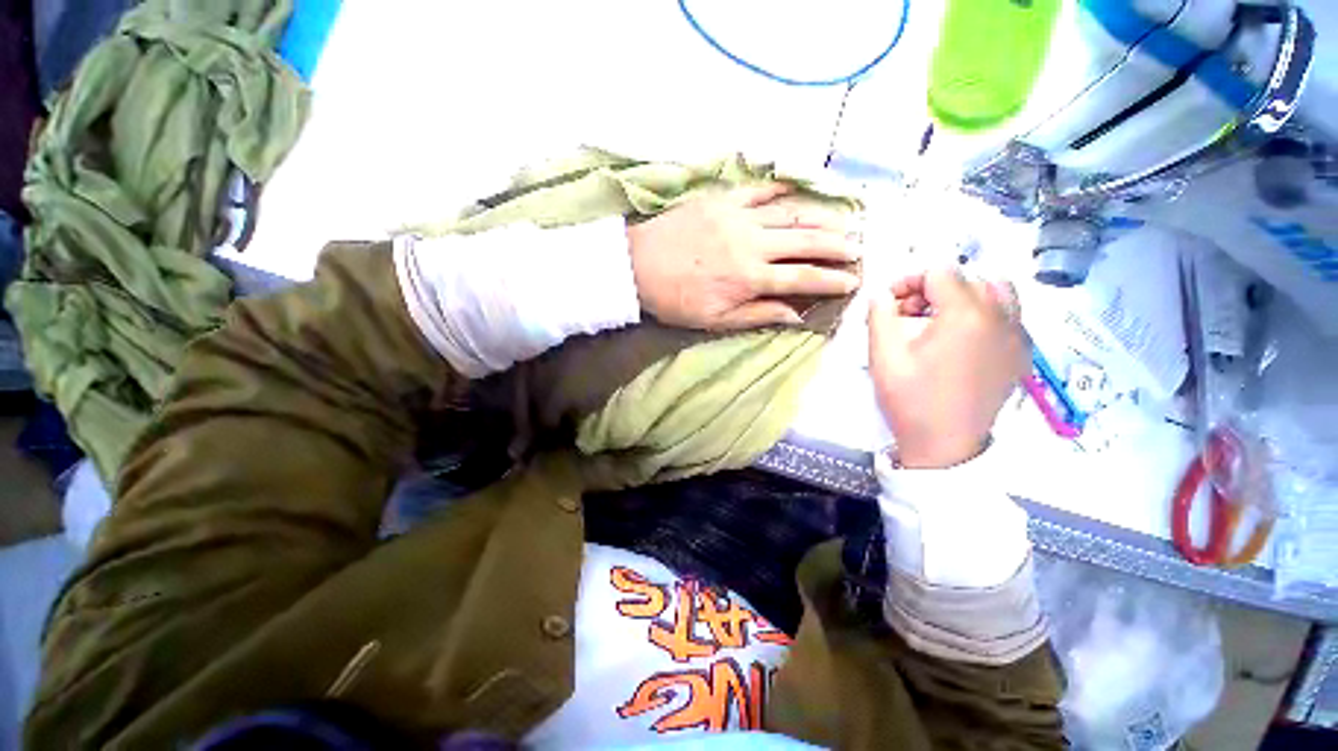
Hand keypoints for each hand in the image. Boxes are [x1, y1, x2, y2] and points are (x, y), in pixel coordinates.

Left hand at [626, 183, 860, 329]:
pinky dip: (784, 188)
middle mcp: (753, 243)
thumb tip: (797, 316)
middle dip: (837, 244)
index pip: (804, 278)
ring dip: (821, 216)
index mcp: (751, 278)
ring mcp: (739, 216)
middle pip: (806, 241)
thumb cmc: (676, 299)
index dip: (832, 280)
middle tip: (859, 247)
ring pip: (791, 212)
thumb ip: (758, 315)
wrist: (636, 266)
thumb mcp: (716, 319)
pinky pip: (761, 189)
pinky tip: (801, 189)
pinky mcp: (723, 199)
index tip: (854, 281)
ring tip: (845, 219)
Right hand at [868, 269, 1026, 468]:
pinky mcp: (1023, 353)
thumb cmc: (910, 400)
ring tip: (940, 321)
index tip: (891, 303)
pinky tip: (964, 339)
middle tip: (910, 315)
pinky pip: (1009, 315)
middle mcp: (1000, 317)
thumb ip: (879, 316)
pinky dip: (986, 313)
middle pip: (968, 278)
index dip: (909, 280)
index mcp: (965, 315)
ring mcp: (1018, 336)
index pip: (940, 271)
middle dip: (934, 289)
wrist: (945, 445)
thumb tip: (882, 295)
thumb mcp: (882, 356)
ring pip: (997, 292)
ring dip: (965, 296)